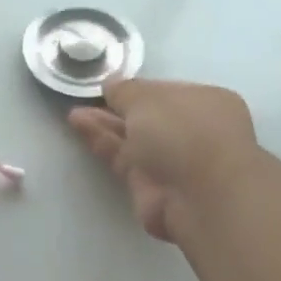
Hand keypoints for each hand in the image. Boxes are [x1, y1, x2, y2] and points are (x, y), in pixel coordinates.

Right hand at [69, 78, 259, 243]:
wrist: (200, 197)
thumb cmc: (184, 132)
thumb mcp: (148, 98)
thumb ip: (125, 90)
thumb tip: (111, 83)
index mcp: (206, 102)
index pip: (166, 92)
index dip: (137, 89)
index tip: (109, 86)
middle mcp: (192, 131)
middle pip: (148, 117)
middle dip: (117, 108)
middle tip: (85, 99)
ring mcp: (172, 161)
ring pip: (133, 138)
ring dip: (104, 125)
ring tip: (74, 114)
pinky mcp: (150, 186)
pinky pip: (123, 158)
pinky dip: (102, 142)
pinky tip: (79, 126)